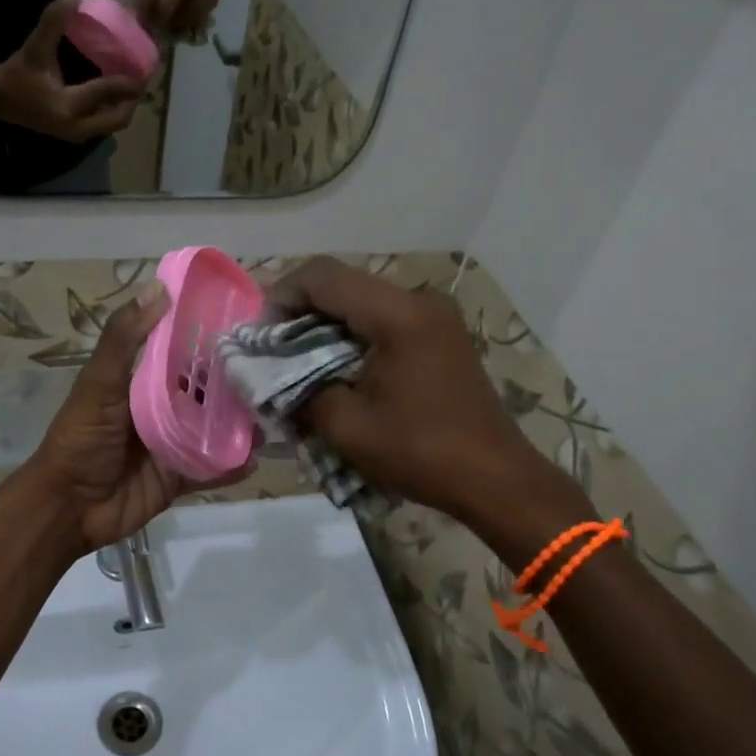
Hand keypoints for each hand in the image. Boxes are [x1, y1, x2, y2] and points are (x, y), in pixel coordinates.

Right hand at [0, 0, 142, 141]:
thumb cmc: (18, 73)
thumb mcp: (36, 47)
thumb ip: (54, 20)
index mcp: (68, 105)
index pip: (106, 91)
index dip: (128, 80)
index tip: (146, 69)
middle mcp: (76, 126)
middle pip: (117, 119)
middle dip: (132, 101)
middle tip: (143, 80)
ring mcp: (76, 134)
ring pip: (111, 124)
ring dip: (124, 107)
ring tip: (133, 85)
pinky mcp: (74, 134)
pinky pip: (102, 124)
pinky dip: (112, 111)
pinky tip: (116, 94)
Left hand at [26, 287, 253, 553]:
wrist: (69, 506)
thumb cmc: (81, 437)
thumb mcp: (99, 382)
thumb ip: (125, 339)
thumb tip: (159, 287)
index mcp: (142, 381)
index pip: (182, 351)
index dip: (210, 335)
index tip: (247, 319)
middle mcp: (163, 408)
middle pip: (207, 390)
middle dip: (237, 383)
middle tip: (275, 370)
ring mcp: (174, 444)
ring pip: (216, 429)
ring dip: (242, 424)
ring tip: (274, 413)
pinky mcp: (180, 477)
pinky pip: (213, 468)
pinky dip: (233, 465)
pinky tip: (257, 458)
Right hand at [271, 258, 594, 536]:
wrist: (494, 478)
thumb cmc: (420, 452)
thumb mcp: (347, 427)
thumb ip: (299, 390)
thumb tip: (270, 375)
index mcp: (398, 315)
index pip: (324, 277)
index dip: (282, 295)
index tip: (260, 334)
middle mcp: (419, 300)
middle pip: (343, 283)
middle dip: (300, 310)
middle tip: (273, 349)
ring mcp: (434, 314)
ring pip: (362, 299)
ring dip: (325, 323)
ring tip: (298, 361)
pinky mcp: (440, 333)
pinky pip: (383, 317)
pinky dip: (351, 333)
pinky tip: (336, 365)